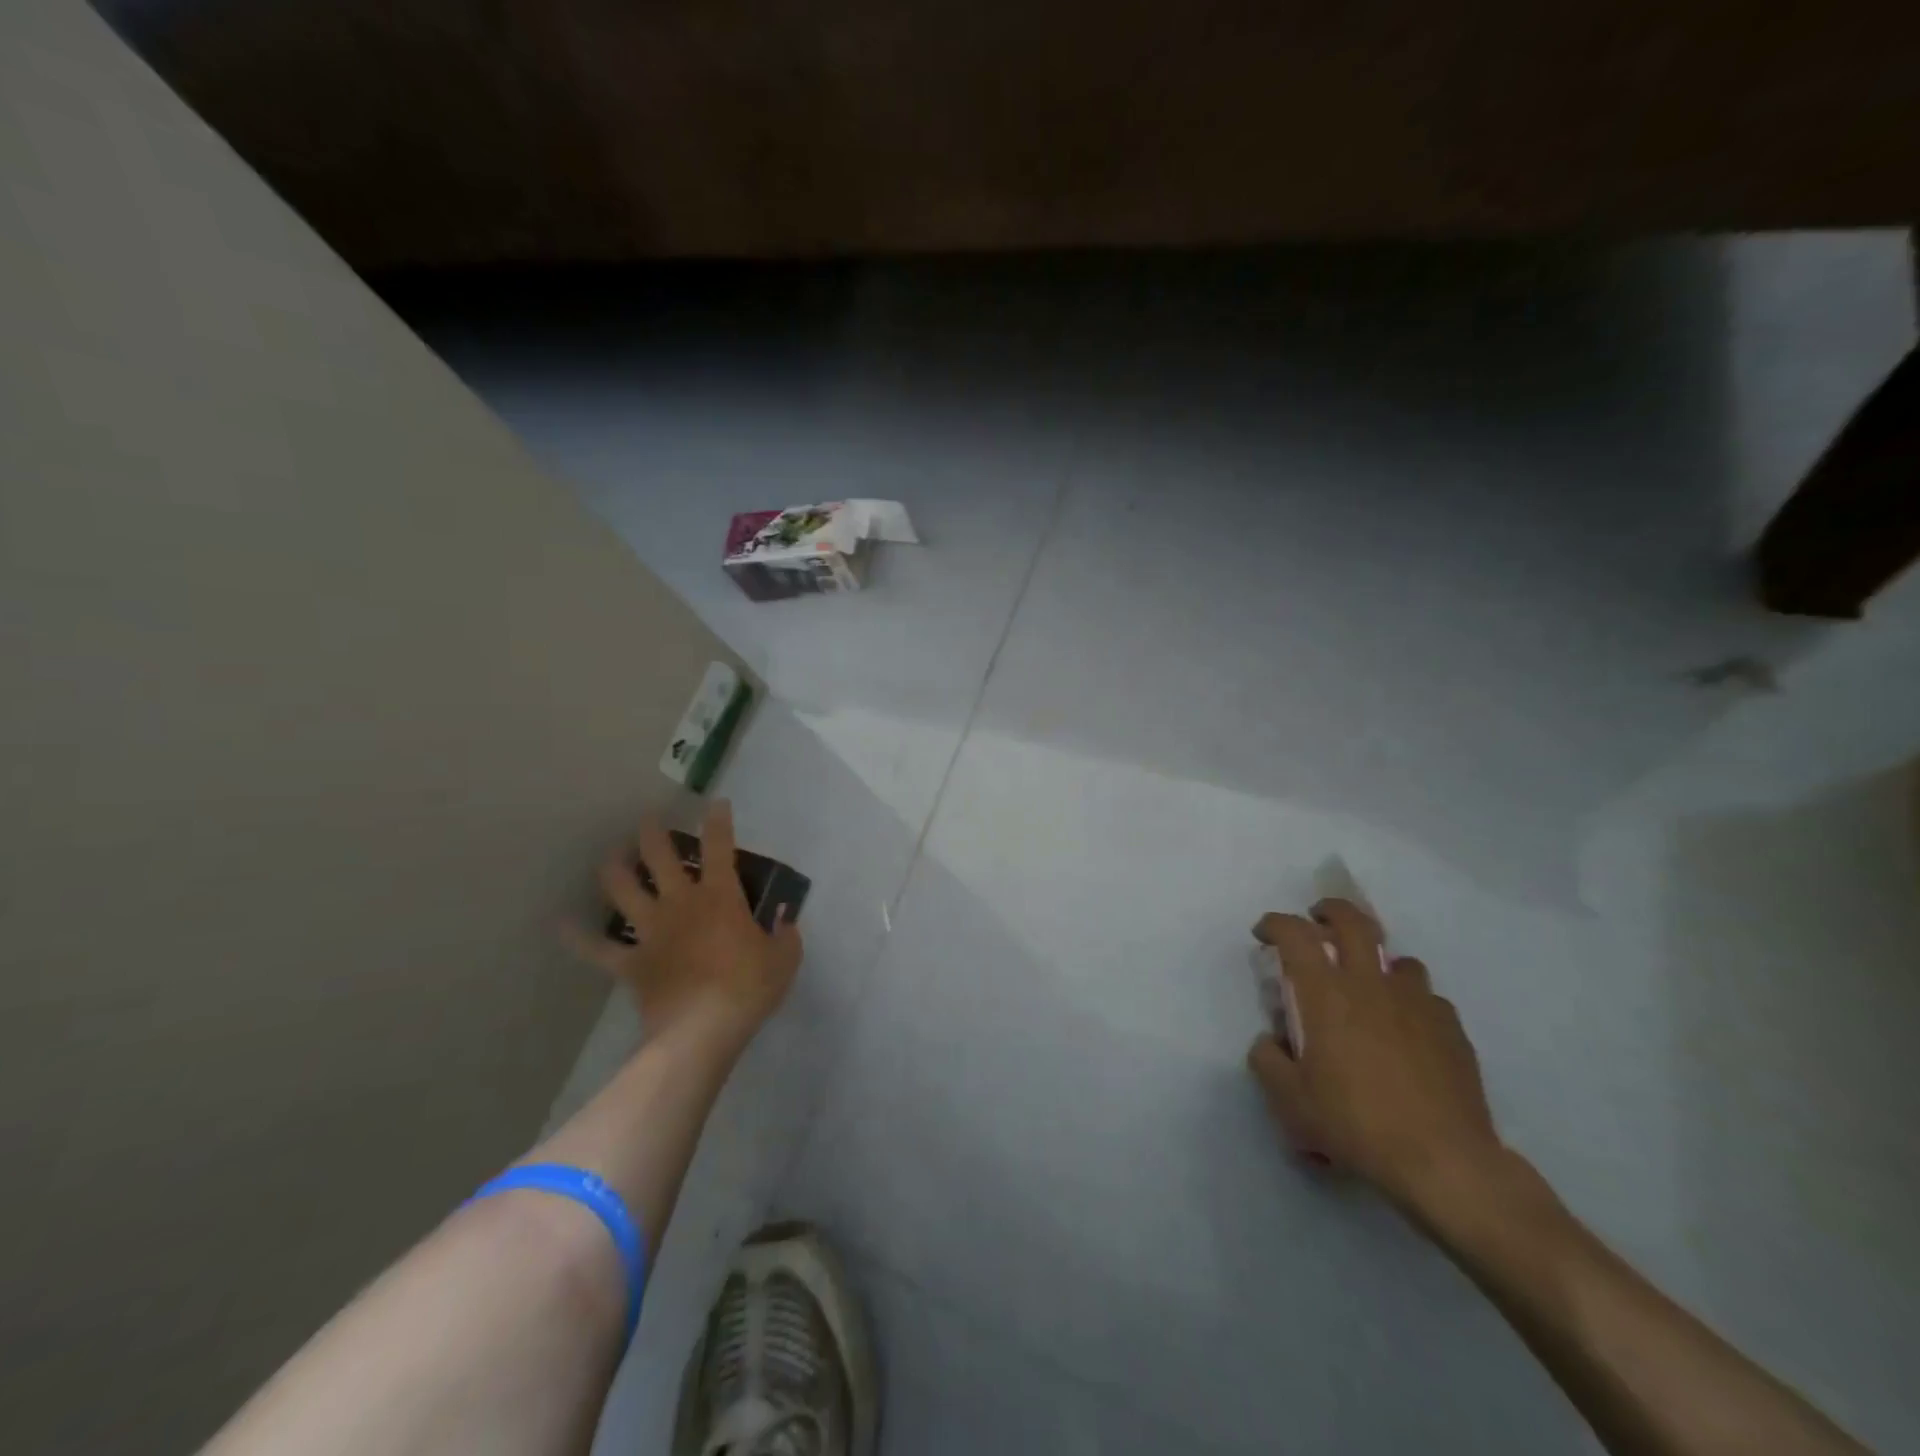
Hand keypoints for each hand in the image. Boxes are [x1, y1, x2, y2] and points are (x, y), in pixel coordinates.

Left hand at [571, 800, 801, 1048]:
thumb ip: (785, 934)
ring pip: (623, 889)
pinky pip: (598, 948)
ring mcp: (651, 931)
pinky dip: (578, 937)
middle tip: (648, 819)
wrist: (702, 1030)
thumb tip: (783, 920)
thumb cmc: (749, 988)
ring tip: (611, 856)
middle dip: (652, 832)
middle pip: (660, 856)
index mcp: (720, 896)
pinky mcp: (630, 962)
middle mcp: (681, 903)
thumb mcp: (785, 959)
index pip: (720, 846)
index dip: (718, 820)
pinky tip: (561, 924)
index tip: (715, 803)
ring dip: (614, 868)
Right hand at [1247, 898, 1505, 1214]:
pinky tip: (1408, 1031)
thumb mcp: (1290, 1100)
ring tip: (1370, 985)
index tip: (1263, 934)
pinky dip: (1411, 1003)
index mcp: (1326, 994)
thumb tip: (1269, 1042)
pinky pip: (1428, 999)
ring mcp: (1417, 1003)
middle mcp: (1371, 984)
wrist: (1443, 1161)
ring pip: (1399, 960)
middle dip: (1330, 911)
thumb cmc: (1355, 1123)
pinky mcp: (1452, 1029)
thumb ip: (1267, 1061)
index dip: (1275, 924)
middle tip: (1317, 920)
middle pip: (1354, 922)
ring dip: (1379, 962)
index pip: (1295, 934)